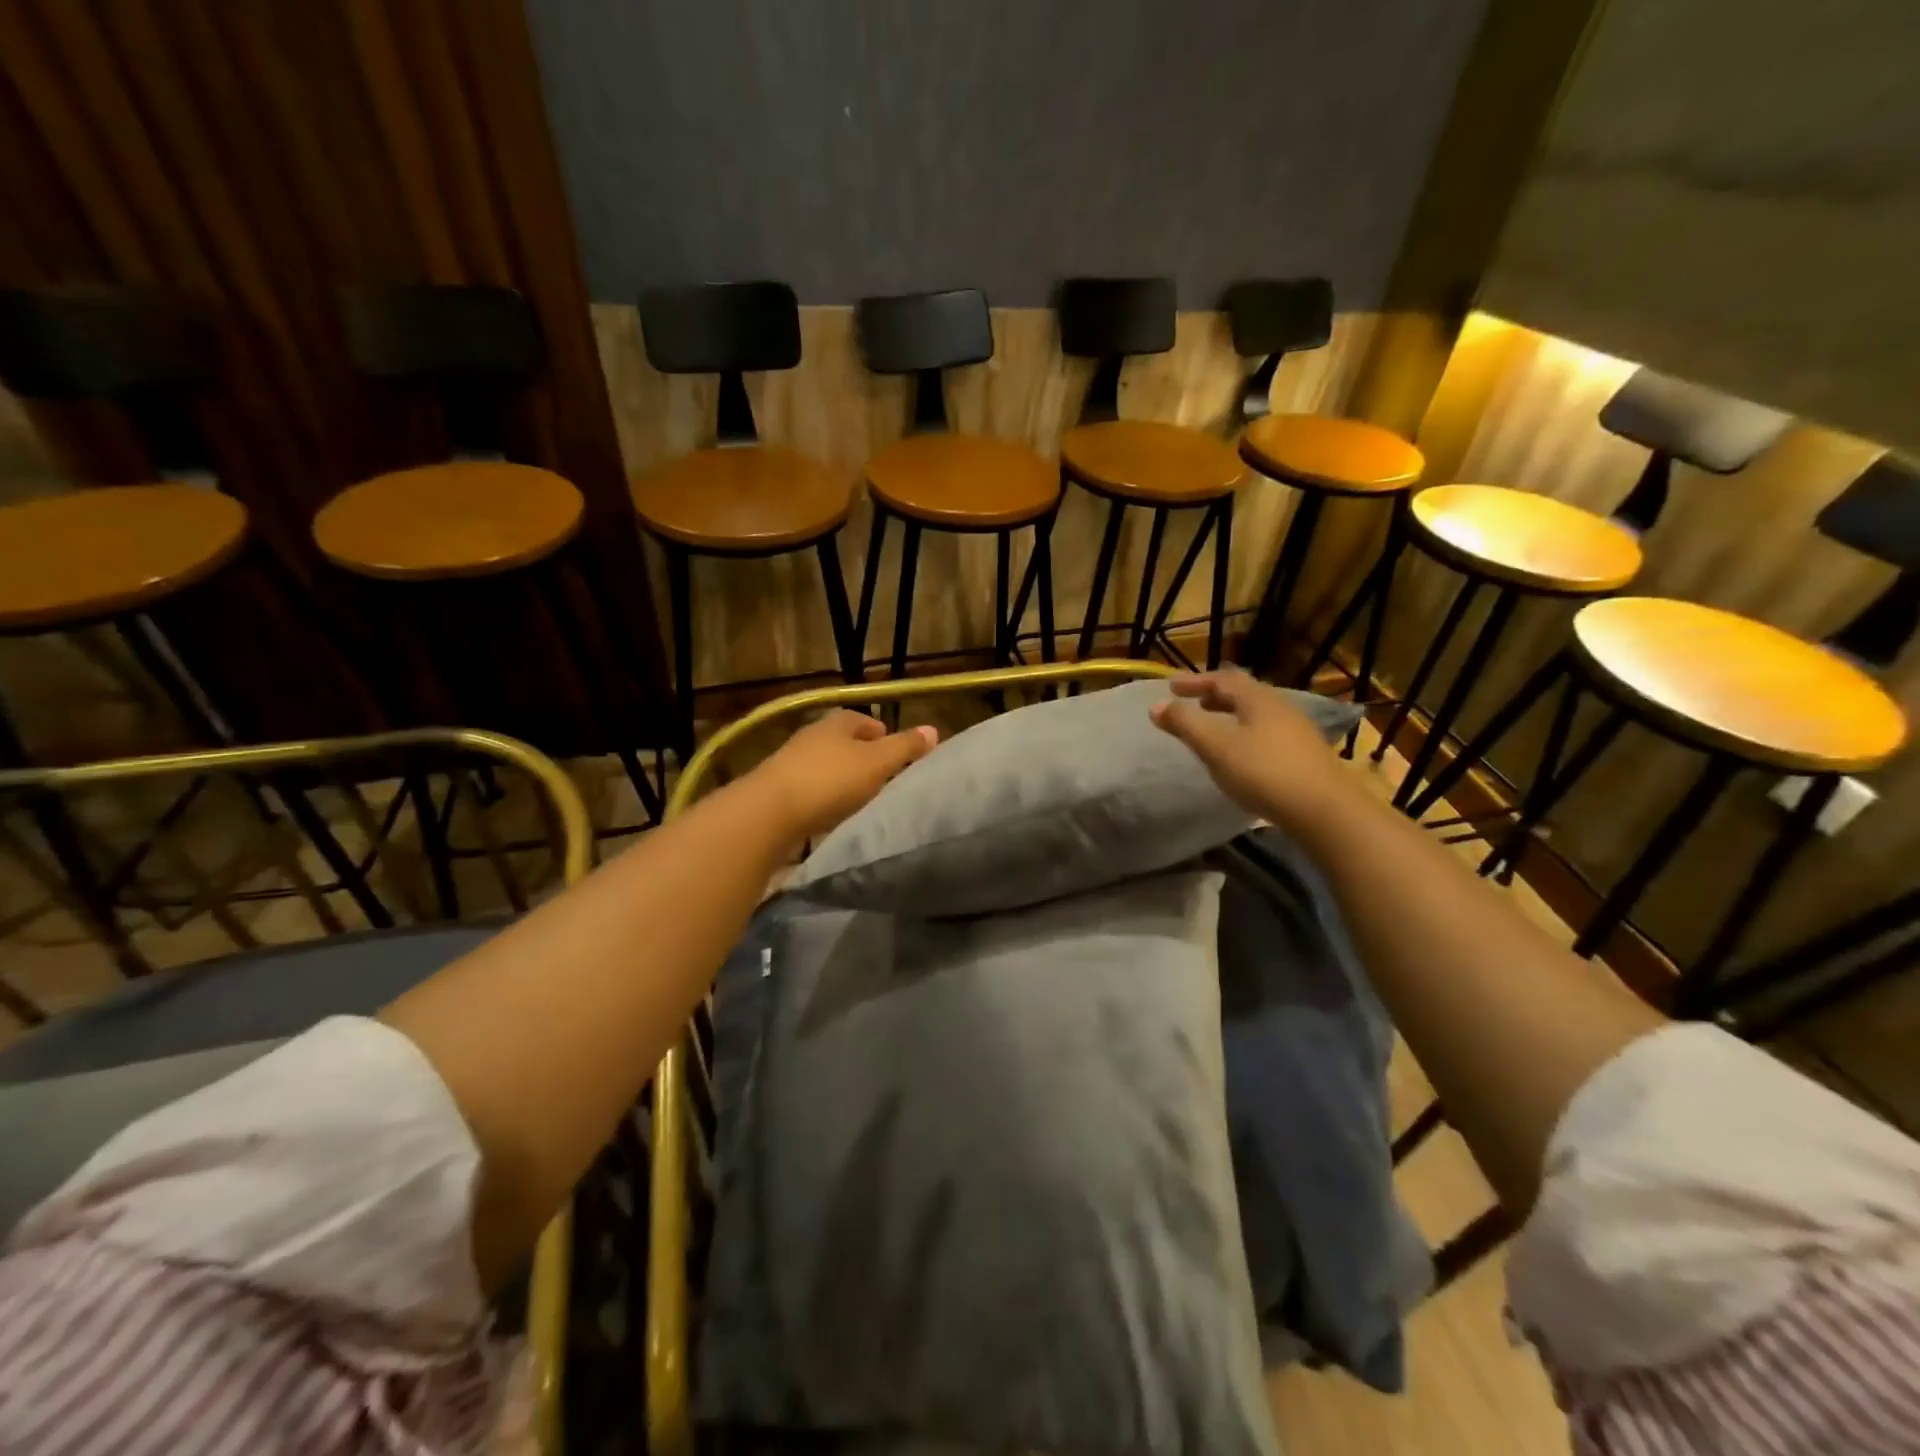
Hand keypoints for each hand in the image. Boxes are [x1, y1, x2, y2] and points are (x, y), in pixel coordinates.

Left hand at [748, 709, 938, 843]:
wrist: (768, 813)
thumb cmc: (830, 781)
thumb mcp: (876, 763)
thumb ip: (905, 747)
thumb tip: (933, 729)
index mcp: (836, 723)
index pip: (862, 720)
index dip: (880, 732)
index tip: (894, 751)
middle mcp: (811, 735)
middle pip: (841, 740)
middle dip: (860, 754)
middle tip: (880, 775)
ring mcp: (789, 761)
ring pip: (823, 763)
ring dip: (839, 775)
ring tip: (858, 796)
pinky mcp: (776, 788)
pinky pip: (808, 786)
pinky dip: (821, 795)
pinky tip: (829, 812)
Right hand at [1149, 669, 1356, 825]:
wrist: (1324, 811)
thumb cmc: (1264, 773)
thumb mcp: (1216, 747)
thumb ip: (1185, 724)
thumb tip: (1156, 706)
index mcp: (1258, 699)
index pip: (1223, 679)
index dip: (1195, 681)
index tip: (1171, 686)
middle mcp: (1280, 707)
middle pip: (1244, 693)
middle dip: (1215, 695)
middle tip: (1193, 702)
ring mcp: (1297, 731)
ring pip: (1257, 713)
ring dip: (1231, 714)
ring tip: (1214, 726)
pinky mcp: (1305, 755)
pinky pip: (1267, 732)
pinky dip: (1245, 732)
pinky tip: (1241, 753)